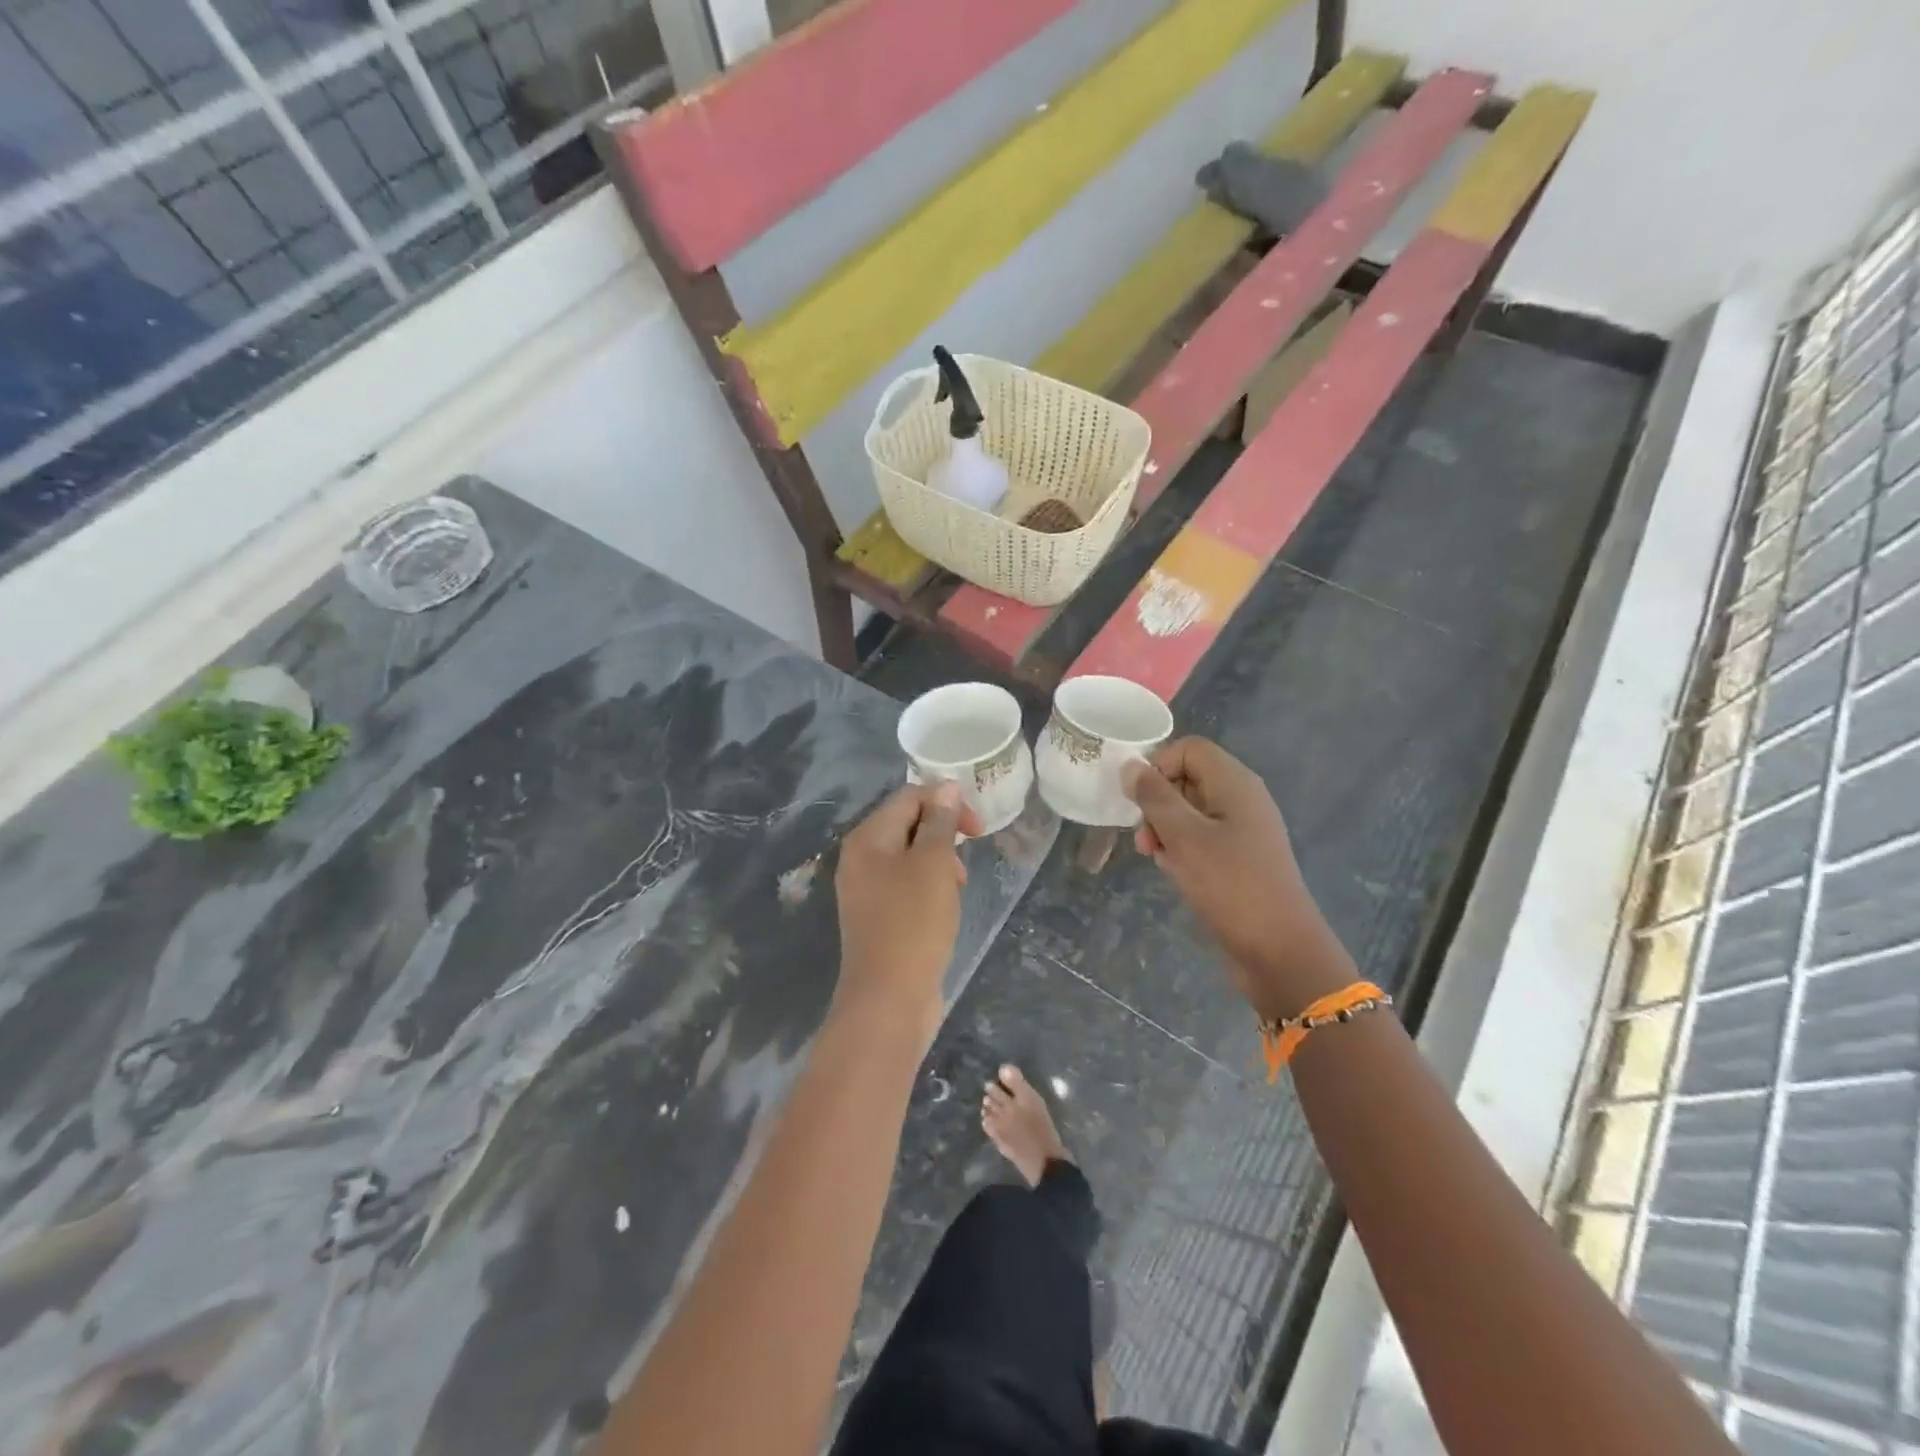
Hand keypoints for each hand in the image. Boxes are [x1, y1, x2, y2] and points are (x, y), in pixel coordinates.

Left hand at [833, 782, 978, 1043]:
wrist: (889, 1000)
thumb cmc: (913, 924)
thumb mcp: (933, 865)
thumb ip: (940, 822)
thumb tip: (945, 787)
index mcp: (867, 838)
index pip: (909, 798)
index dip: (946, 803)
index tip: (978, 830)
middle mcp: (860, 858)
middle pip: (908, 824)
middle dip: (943, 835)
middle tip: (964, 864)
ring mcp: (866, 889)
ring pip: (910, 856)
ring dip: (939, 863)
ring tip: (957, 888)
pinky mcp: (878, 916)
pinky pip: (907, 885)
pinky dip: (929, 887)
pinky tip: (944, 907)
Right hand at [1123, 738, 1355, 1019]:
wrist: (1279, 951)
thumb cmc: (1230, 885)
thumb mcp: (1184, 837)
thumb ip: (1154, 797)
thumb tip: (1130, 766)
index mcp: (1235, 783)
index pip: (1188, 749)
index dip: (1158, 766)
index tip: (1139, 802)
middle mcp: (1241, 799)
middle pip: (1187, 778)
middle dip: (1157, 802)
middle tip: (1144, 838)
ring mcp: (1243, 830)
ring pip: (1190, 811)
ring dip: (1165, 828)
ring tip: (1156, 857)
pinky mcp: (1239, 858)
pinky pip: (1201, 837)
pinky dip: (1182, 848)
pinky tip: (1174, 871)